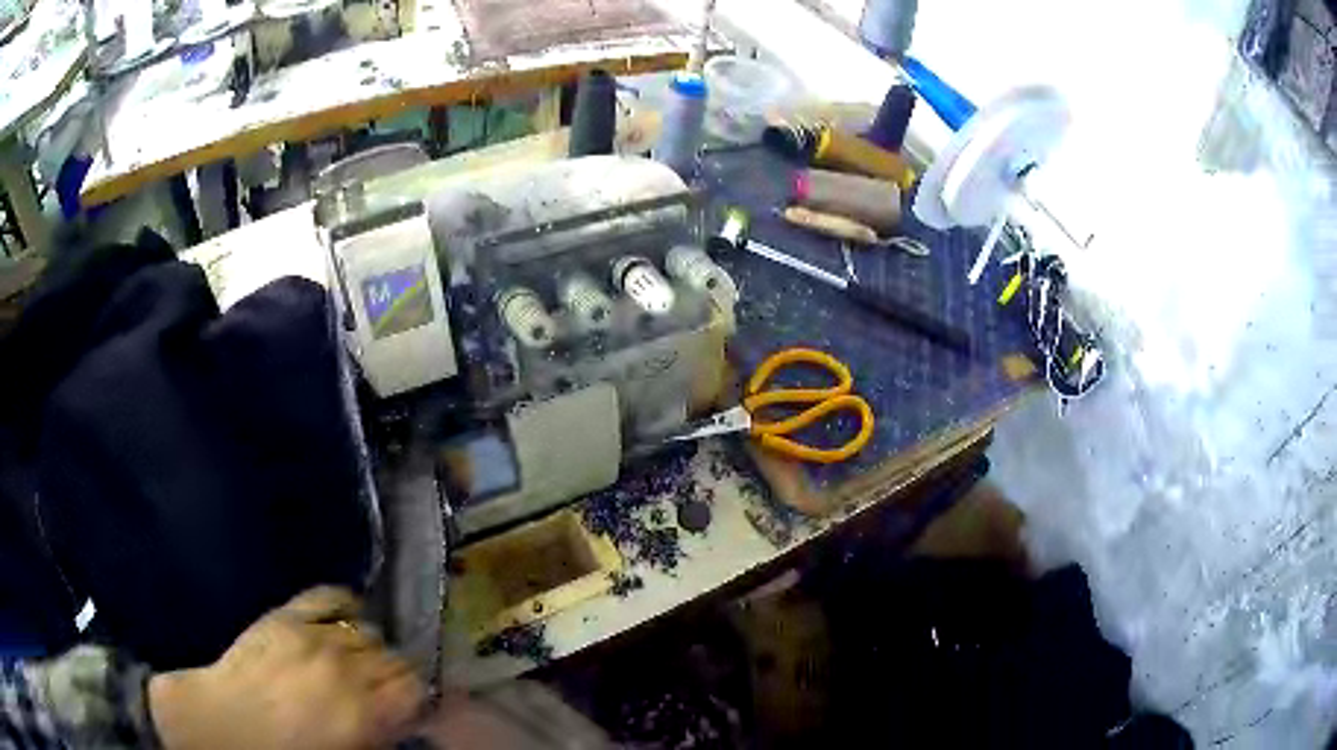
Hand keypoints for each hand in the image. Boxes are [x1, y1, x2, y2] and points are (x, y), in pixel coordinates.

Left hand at [149, 587, 424, 749]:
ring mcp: (315, 638)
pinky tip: (342, 617)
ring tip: (355, 659)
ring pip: (365, 629)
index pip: (414, 685)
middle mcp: (346, 669)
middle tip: (380, 685)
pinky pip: (328, 595)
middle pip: (392, 655)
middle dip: (391, 671)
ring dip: (367, 646)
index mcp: (365, 712)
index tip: (407, 702)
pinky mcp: (286, 616)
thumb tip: (401, 718)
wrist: (225, 726)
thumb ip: (380, 733)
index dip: (414, 693)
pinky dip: (343, 604)